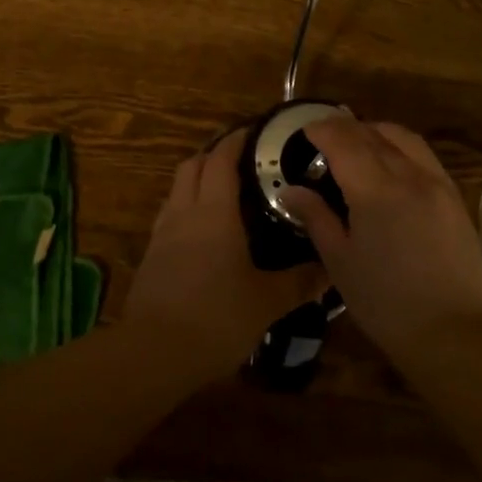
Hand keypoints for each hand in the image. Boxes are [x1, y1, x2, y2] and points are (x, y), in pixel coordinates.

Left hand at [124, 131, 326, 383]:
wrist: (154, 352)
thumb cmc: (216, 317)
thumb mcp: (267, 302)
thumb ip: (300, 283)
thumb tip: (331, 269)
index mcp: (215, 212)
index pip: (222, 159)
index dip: (237, 139)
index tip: (255, 130)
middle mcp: (185, 212)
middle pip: (193, 165)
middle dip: (214, 152)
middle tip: (242, 156)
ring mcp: (162, 233)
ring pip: (177, 188)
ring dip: (197, 177)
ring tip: (223, 188)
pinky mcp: (151, 255)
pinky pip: (169, 214)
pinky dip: (186, 206)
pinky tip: (202, 229)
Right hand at [280, 117, 481, 361]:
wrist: (452, 330)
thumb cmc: (385, 302)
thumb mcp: (340, 261)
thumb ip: (316, 217)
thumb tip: (290, 190)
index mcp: (374, 190)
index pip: (344, 141)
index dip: (322, 130)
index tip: (305, 131)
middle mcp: (408, 175)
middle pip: (372, 135)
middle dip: (345, 128)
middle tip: (324, 136)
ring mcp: (436, 183)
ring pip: (403, 138)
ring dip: (375, 131)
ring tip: (357, 142)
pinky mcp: (454, 196)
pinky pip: (423, 155)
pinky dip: (400, 146)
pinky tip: (390, 163)